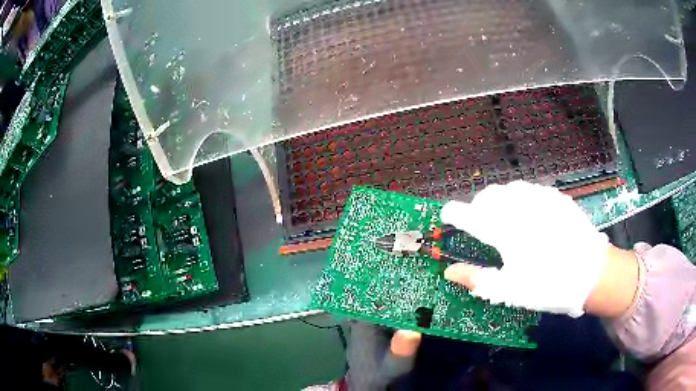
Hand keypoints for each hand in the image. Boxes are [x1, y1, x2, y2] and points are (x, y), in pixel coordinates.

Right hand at [440, 181, 637, 317]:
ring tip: (505, 219)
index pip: (469, 215)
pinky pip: (530, 190)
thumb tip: (448, 271)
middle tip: (481, 226)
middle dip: (478, 207)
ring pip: (509, 189)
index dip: (454, 213)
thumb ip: (476, 278)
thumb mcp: (508, 290)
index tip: (447, 215)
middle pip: (487, 196)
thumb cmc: (546, 284)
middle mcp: (518, 207)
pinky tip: (530, 214)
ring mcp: (539, 198)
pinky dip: (521, 199)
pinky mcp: (555, 197)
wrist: (590, 272)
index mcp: (503, 230)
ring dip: (500, 201)